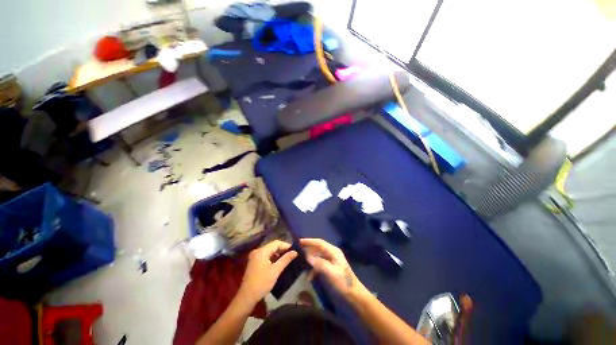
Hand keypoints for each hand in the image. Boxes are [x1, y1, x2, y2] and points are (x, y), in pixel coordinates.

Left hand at [237, 240, 297, 305]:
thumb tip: (295, 251)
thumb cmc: (262, 283)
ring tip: (287, 259)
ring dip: (278, 254)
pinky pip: (266, 256)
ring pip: (270, 251)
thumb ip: (286, 259)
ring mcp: (255, 257)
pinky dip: (273, 258)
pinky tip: (279, 263)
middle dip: (282, 249)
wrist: (247, 297)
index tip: (294, 250)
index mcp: (261, 251)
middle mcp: (257, 251)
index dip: (286, 245)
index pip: (276, 243)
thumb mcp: (275, 271)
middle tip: (292, 254)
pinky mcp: (254, 262)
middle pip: (272, 246)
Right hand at [300, 238, 367, 297]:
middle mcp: (331, 254)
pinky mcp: (328, 270)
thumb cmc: (343, 283)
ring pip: (316, 257)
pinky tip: (308, 277)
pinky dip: (312, 270)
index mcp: (333, 251)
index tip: (298, 242)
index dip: (309, 241)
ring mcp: (329, 262)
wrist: (353, 297)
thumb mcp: (331, 272)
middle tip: (296, 252)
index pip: (319, 243)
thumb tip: (306, 256)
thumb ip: (319, 263)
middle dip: (307, 250)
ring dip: (308, 261)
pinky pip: (317, 266)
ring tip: (299, 264)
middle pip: (317, 249)